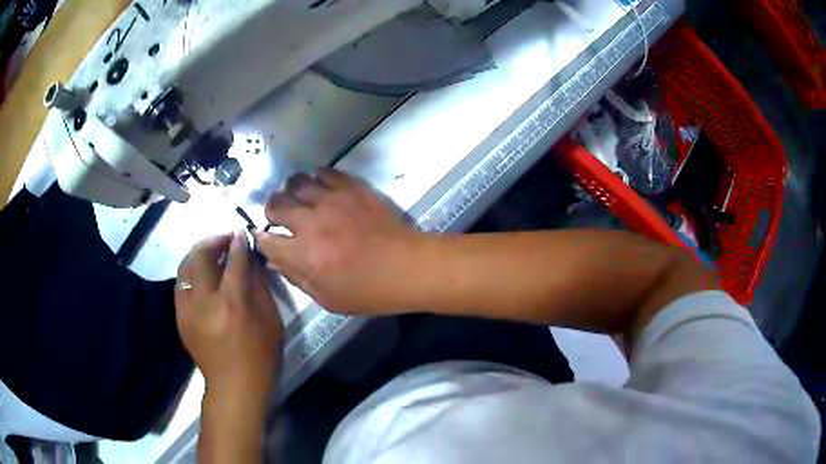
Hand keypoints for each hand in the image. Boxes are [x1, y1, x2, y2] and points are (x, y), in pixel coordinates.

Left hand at [175, 232, 282, 397]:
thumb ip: (259, 285)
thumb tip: (250, 260)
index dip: (238, 241)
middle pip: (201, 255)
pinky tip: (202, 275)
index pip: (234, 259)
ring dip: (199, 253)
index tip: (241, 231)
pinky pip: (181, 283)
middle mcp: (205, 301)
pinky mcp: (180, 316)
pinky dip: (191, 272)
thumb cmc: (260, 356)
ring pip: (185, 265)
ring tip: (211, 253)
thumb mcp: (271, 320)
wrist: (233, 386)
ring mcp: (187, 308)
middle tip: (225, 239)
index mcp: (233, 303)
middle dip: (213, 240)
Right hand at [256, 168, 424, 314]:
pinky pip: (325, 172)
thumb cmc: (369, 291)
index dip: (261, 239)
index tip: (265, 239)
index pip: (267, 239)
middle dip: (271, 210)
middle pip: (276, 203)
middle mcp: (312, 222)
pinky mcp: (353, 187)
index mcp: (304, 254)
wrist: (408, 267)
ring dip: (292, 191)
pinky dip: (317, 179)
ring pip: (297, 182)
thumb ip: (296, 278)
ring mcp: (333, 200)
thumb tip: (273, 261)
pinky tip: (321, 189)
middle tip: (279, 217)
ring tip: (300, 200)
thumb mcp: (328, 299)